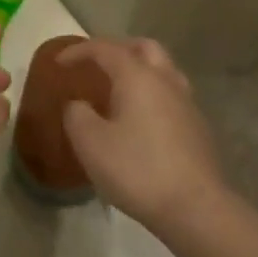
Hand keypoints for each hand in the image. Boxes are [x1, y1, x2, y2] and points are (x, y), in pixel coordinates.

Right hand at [60, 38, 227, 236]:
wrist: (196, 209)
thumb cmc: (138, 170)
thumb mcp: (90, 144)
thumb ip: (77, 115)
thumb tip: (79, 105)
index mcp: (137, 76)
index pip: (104, 49)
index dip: (79, 51)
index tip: (59, 62)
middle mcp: (165, 80)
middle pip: (143, 47)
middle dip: (117, 49)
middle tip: (97, 65)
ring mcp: (186, 103)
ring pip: (163, 70)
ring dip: (140, 70)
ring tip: (120, 88)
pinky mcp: (198, 128)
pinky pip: (171, 95)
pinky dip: (153, 94)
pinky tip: (141, 119)